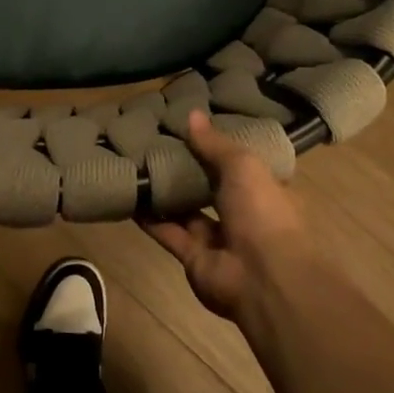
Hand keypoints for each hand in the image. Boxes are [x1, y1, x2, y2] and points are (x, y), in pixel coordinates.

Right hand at [137, 110, 311, 323]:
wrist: (264, 278)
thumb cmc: (263, 212)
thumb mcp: (243, 166)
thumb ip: (214, 144)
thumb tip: (192, 113)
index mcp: (263, 189)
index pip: (240, 165)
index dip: (218, 147)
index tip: (193, 128)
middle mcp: (242, 213)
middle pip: (210, 187)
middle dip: (187, 169)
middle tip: (156, 142)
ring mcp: (218, 238)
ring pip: (187, 210)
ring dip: (165, 192)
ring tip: (137, 164)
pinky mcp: (193, 257)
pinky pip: (168, 232)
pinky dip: (150, 217)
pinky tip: (129, 196)